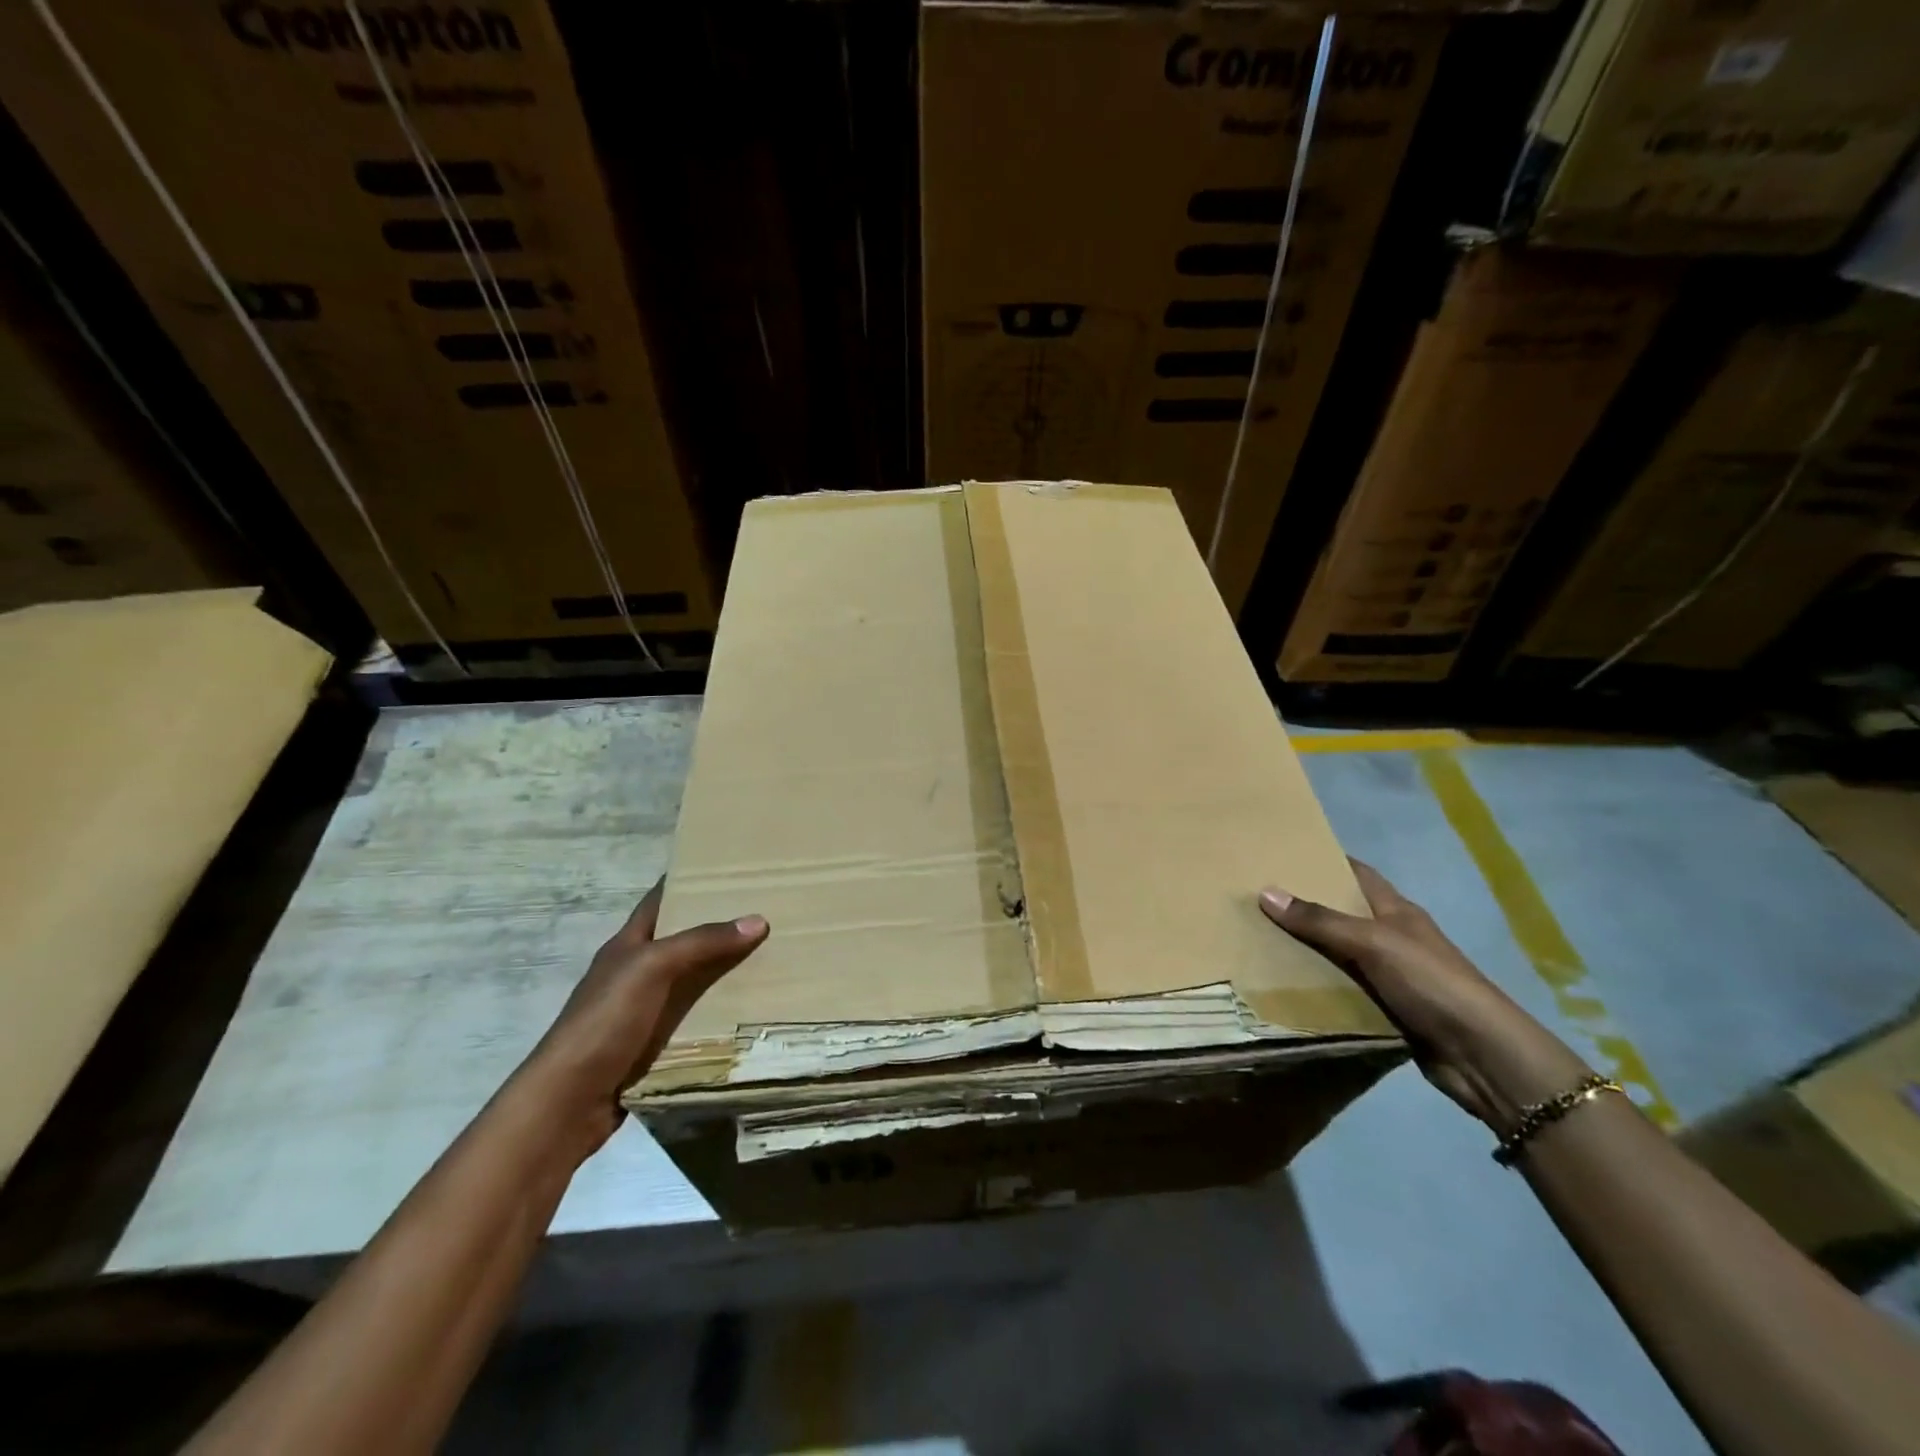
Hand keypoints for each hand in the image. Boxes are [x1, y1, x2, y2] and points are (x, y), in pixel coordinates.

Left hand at [520, 881, 767, 1160]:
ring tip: (771, 955)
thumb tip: (758, 920)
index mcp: (627, 945)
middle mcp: (635, 972)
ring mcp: (643, 1010)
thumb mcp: (652, 968)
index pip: (660, 899)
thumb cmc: (605, 1021)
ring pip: (692, 979)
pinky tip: (750, 1007)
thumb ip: (702, 942)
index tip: (729, 868)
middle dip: (718, 925)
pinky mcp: (653, 1044)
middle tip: (766, 910)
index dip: (688, 880)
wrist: (569, 1101)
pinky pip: (694, 1017)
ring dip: (724, 970)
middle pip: (682, 939)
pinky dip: (719, 1010)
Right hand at [1259, 860, 1588, 1133]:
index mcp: (1397, 911)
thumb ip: (1320, 921)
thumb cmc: (1430, 982)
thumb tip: (1266, 891)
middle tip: (1257, 897)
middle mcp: (1393, 937)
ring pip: (1339, 953)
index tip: (1283, 854)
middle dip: (1305, 905)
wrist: (1480, 1054)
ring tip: (1258, 938)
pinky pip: (1343, 989)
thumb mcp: (1372, 943)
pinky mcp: (1387, 1009)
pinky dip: (1317, 986)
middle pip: (1343, 913)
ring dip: (1306, 949)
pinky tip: (1284, 985)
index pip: (1358, 873)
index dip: (1325, 860)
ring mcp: (1392, 975)